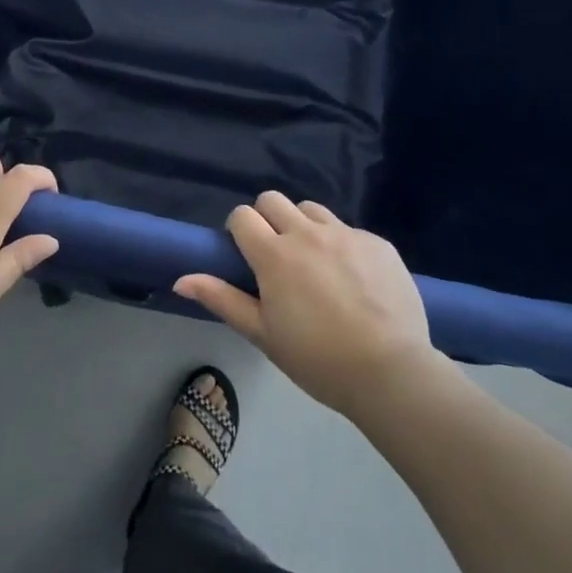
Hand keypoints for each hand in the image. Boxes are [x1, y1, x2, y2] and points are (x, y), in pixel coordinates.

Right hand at [174, 191, 441, 414]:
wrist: (391, 372)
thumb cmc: (317, 358)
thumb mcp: (263, 334)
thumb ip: (222, 299)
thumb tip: (180, 279)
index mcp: (274, 254)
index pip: (242, 215)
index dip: (239, 230)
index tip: (246, 255)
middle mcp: (307, 233)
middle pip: (273, 200)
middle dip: (267, 219)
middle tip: (276, 255)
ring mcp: (346, 234)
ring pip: (311, 209)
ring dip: (304, 226)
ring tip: (314, 262)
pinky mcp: (378, 243)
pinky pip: (349, 230)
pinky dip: (342, 245)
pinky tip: (353, 280)